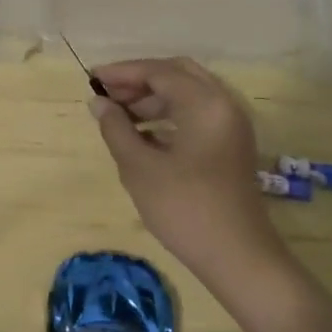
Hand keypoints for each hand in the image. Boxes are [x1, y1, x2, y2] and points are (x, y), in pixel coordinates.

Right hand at [89, 58, 281, 279]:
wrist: (239, 260)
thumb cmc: (185, 209)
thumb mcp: (140, 167)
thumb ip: (115, 128)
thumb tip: (98, 102)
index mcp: (205, 102)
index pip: (158, 71)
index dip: (122, 72)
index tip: (92, 78)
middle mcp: (223, 104)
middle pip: (177, 74)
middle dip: (140, 80)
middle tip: (109, 93)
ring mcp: (231, 125)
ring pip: (187, 94)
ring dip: (153, 97)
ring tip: (119, 114)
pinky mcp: (230, 146)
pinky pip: (197, 113)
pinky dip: (169, 114)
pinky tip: (143, 134)